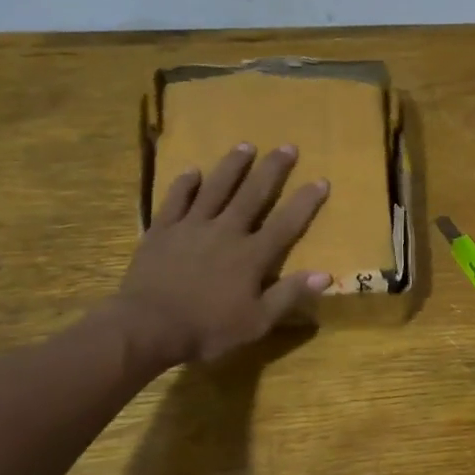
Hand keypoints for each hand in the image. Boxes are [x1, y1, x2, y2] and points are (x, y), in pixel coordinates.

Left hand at [113, 143, 330, 368]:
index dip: (305, 202)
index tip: (321, 180)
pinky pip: (176, 200)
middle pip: (253, 194)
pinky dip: (185, 184)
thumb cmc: (207, 329)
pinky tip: (193, 171)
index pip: (286, 223)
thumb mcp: (257, 323)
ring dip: (232, 166)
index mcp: (251, 256)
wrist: (149, 326)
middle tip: (287, 147)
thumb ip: (289, 295)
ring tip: (245, 145)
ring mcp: (192, 227)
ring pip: (215, 188)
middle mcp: (225, 231)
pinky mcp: (163, 230)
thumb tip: (325, 275)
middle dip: (272, 170)